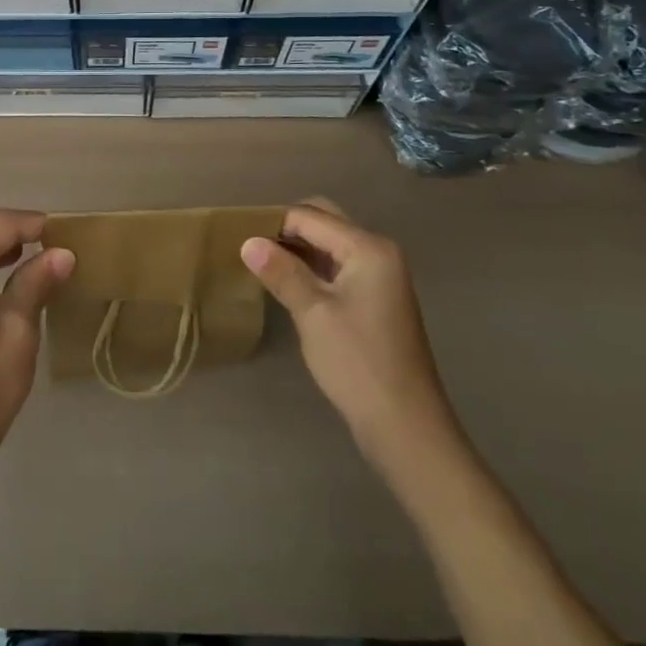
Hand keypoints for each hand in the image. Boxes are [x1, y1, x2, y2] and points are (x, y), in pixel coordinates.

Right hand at [241, 198, 462, 483]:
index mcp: (368, 248)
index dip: (273, 222)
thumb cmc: (358, 364)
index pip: (311, 217)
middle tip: (250, 247)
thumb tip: (248, 241)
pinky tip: (287, 282)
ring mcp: (380, 276)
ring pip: (330, 245)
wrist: (406, 428)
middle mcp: (378, 252)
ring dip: (298, 250)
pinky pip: (337, 267)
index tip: (239, 235)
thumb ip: (281, 272)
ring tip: (260, 262)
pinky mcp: (375, 299)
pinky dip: (312, 268)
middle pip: (324, 223)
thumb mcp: (313, 314)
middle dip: (287, 230)